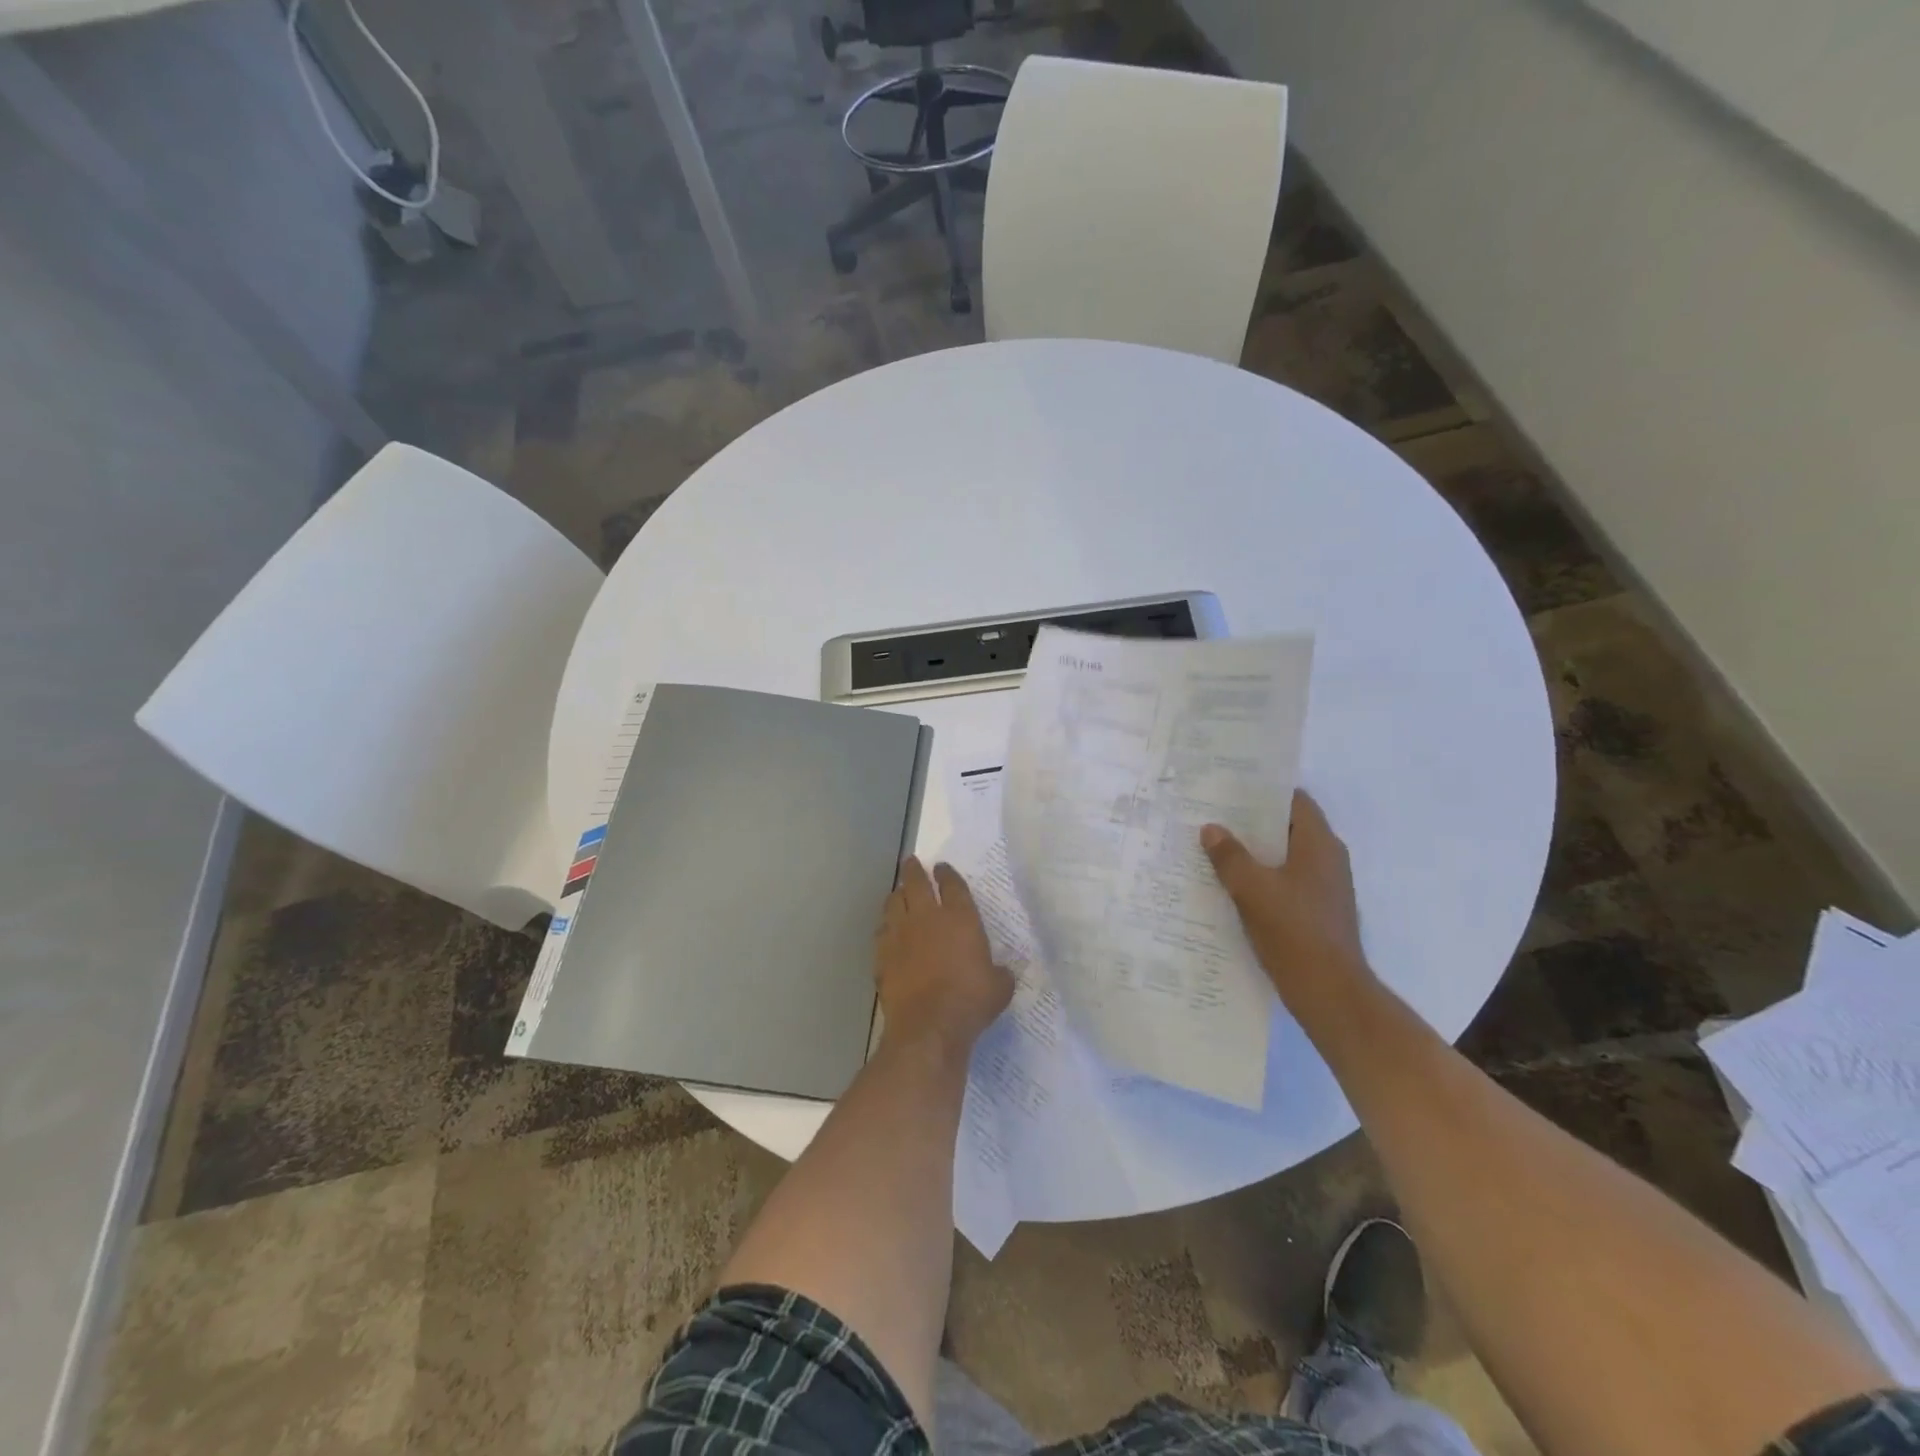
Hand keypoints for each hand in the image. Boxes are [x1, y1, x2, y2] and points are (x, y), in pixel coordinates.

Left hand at [874, 858, 1013, 1055]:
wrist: (928, 1026)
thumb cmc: (970, 1001)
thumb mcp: (999, 988)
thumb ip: (1000, 974)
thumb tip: (1002, 973)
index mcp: (960, 917)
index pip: (952, 885)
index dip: (947, 874)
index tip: (942, 867)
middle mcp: (927, 917)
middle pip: (916, 883)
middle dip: (914, 870)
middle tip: (911, 862)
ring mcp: (900, 934)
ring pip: (894, 903)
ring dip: (897, 895)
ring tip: (899, 893)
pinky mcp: (882, 955)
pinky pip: (882, 932)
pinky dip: (885, 927)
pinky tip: (887, 931)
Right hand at [1200, 791, 1367, 996]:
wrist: (1329, 992)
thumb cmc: (1294, 931)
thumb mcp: (1252, 889)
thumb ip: (1230, 856)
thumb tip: (1211, 829)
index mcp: (1319, 844)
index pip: (1294, 801)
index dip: (1264, 791)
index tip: (1230, 787)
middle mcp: (1328, 860)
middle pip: (1287, 828)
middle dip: (1251, 822)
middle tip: (1212, 815)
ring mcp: (1325, 887)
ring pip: (1284, 857)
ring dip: (1254, 852)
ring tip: (1214, 847)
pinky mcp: (1317, 912)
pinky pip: (1286, 882)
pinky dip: (1262, 877)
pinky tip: (1230, 885)